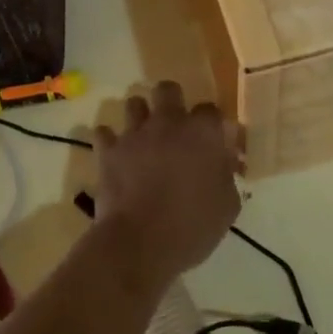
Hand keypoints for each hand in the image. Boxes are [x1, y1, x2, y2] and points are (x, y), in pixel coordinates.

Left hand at [91, 81, 244, 287]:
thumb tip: (223, 162)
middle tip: (175, 127)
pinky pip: (104, 133)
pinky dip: (110, 140)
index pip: (210, 109)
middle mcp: (168, 123)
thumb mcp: (227, 205)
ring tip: (144, 137)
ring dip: (140, 116)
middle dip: (172, 101)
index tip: (212, 140)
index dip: (211, 123)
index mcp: (203, 133)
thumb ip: (226, 174)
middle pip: (168, 90)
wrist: (140, 244)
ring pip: (134, 103)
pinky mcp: (108, 151)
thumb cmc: (192, 226)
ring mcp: (135, 134)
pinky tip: (116, 154)